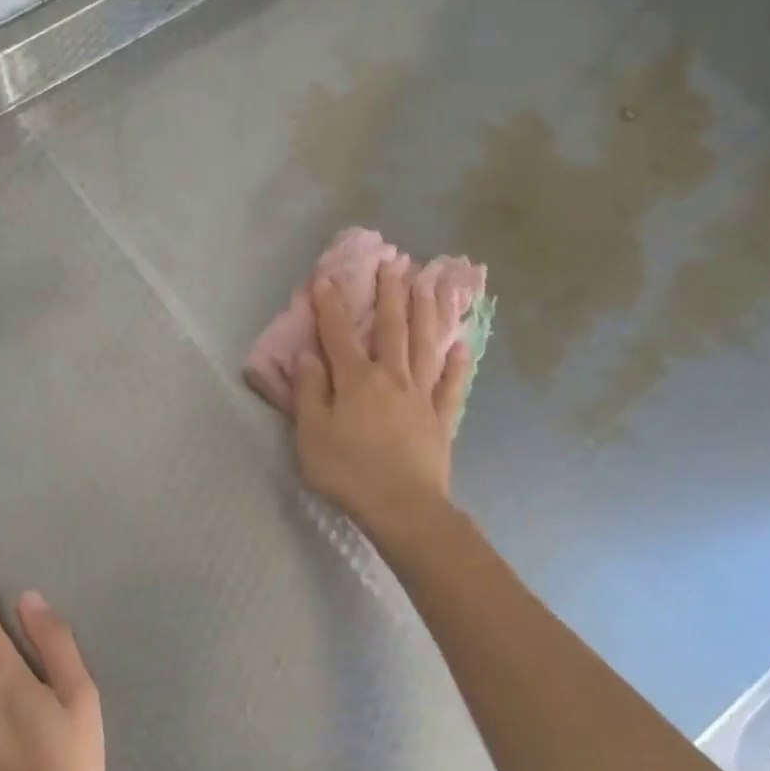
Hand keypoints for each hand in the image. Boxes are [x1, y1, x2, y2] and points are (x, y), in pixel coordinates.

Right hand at [293, 261, 471, 539]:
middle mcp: (392, 377)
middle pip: (392, 328)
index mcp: (356, 380)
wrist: (402, 506)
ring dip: (427, 312)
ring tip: (431, 284)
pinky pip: (452, 384)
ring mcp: (421, 396)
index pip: (339, 334)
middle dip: (390, 295)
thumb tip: (307, 355)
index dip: (331, 305)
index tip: (327, 278)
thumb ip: (308, 391)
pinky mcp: (442, 418)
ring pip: (425, 345)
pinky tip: (462, 345)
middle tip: (393, 263)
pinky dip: (458, 364)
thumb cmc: (348, 471)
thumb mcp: (311, 434)